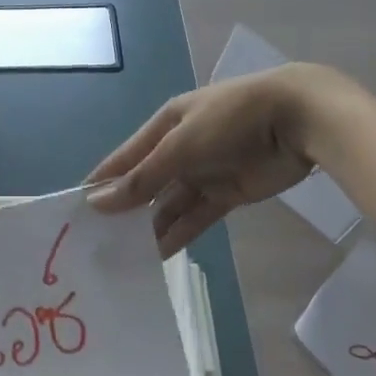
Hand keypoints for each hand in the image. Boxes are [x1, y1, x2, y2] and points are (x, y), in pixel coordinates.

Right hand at [86, 64, 344, 255]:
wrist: (299, 120)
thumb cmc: (230, 121)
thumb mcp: (179, 146)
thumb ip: (141, 178)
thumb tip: (97, 202)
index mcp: (165, 126)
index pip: (125, 158)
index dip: (102, 182)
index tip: (76, 210)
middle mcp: (181, 149)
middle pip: (146, 183)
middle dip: (124, 209)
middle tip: (99, 241)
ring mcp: (205, 172)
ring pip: (169, 204)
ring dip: (150, 226)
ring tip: (124, 255)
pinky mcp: (228, 193)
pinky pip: (196, 216)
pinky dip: (179, 234)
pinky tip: (157, 255)